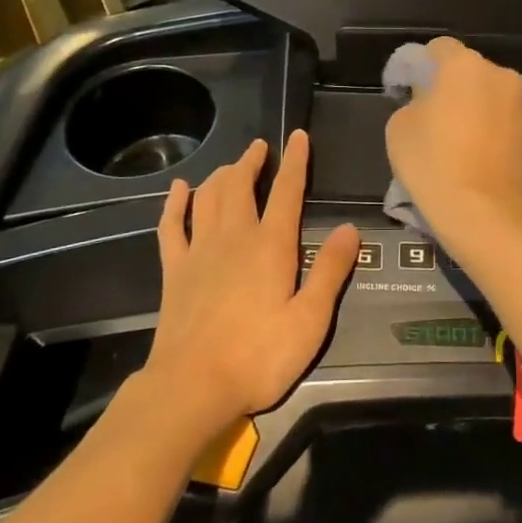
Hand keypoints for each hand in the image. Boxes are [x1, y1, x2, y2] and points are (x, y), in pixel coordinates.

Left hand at [142, 133, 356, 435]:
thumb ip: (330, 271)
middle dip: (251, 161)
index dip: (295, 161)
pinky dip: (176, 203)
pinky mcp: (174, 270)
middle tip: (259, 147)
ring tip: (230, 166)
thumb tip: (349, 228)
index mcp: (271, 246)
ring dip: (220, 175)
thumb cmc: (259, 357)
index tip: (298, 136)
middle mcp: (234, 237)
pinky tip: (179, 189)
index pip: (287, 191)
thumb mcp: (310, 320)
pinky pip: (172, 225)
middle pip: (241, 185)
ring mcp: (199, 251)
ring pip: (208, 197)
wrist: (192, 385)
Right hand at [385, 37, 521, 236]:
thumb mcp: (399, 128)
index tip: (415, 92)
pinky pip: (518, 122)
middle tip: (443, 122)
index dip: (425, 67)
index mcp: (463, 66)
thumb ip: (414, 101)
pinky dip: (507, 131)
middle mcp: (502, 75)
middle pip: (474, 73)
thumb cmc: (434, 166)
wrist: (486, 216)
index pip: (441, 49)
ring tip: (472, 144)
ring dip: (486, 109)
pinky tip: (495, 158)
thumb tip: (429, 101)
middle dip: (459, 89)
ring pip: (499, 97)